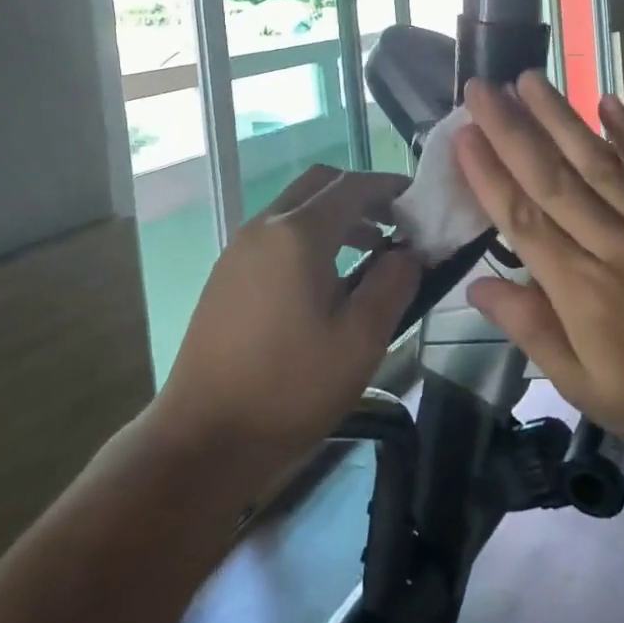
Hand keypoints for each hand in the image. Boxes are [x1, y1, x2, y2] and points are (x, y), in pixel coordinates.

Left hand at [151, 166, 418, 471]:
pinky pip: (277, 234)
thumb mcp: (360, 341)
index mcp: (298, 234)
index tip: (419, 202)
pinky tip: (328, 280)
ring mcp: (239, 248)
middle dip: (361, 194)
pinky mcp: (227, 274)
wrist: (204, 438)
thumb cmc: (289, 388)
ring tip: (372, 252)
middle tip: (395, 222)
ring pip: (296, 208)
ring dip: (336, 216)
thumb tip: (408, 252)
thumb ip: (392, 285)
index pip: (352, 186)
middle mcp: (265, 227)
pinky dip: (309, 236)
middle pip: (320, 184)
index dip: (389, 187)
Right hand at [456, 73, 623, 468]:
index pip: (523, 221)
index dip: (489, 175)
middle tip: (481, 88)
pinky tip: (606, 99)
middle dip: (512, 129)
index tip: (463, 134)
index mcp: (582, 291)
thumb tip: (475, 287)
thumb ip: (528, 328)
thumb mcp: (578, 384)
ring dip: (560, 116)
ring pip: (598, 162)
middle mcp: (615, 246)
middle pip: (553, 178)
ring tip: (528, 79)